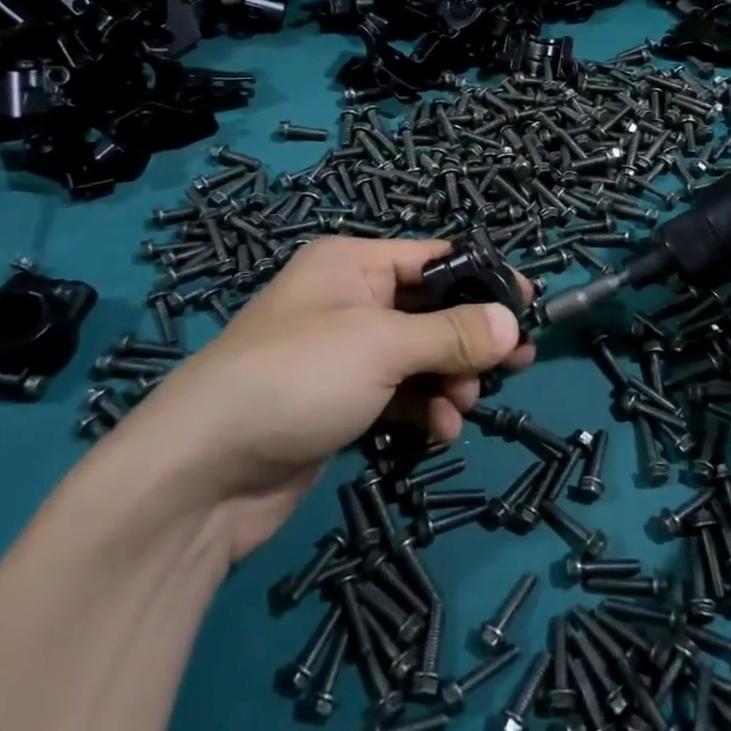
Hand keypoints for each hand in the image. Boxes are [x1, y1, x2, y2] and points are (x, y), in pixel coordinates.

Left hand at [93, 237, 533, 557]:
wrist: (203, 472)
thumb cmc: (298, 376)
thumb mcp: (382, 345)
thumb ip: (453, 334)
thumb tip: (514, 325)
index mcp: (354, 264)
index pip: (435, 258)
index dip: (483, 279)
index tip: (528, 305)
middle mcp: (350, 301)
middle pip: (431, 310)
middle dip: (472, 339)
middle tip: (518, 364)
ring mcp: (344, 355)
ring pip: (420, 356)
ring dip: (449, 380)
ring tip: (464, 406)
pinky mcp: (341, 403)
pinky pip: (399, 394)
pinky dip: (424, 408)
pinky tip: (440, 432)